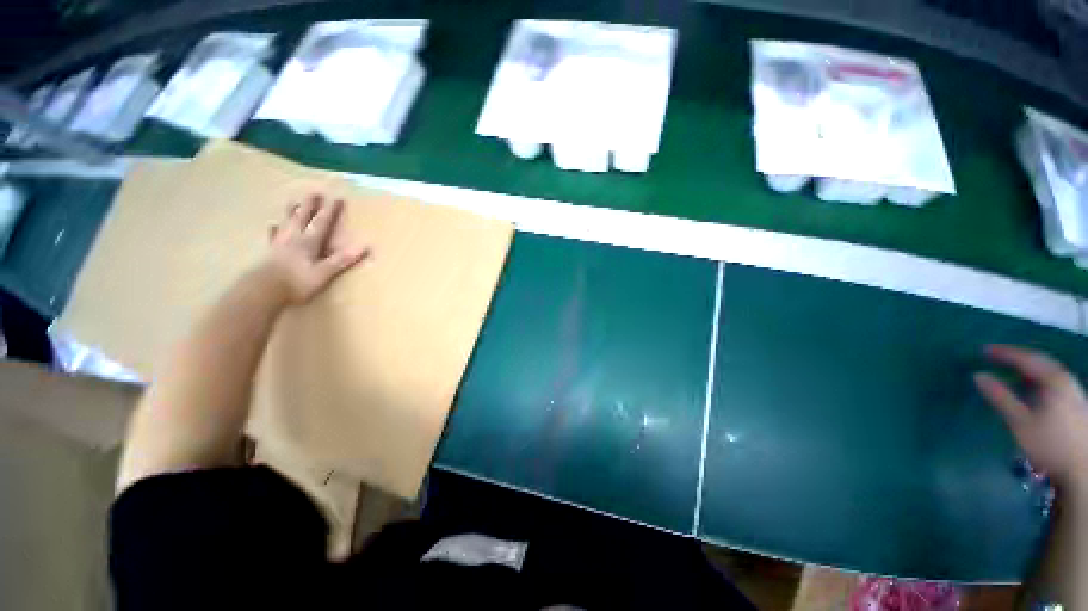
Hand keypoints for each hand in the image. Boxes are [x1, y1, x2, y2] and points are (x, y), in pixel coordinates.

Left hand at [261, 194, 368, 304]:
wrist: (263, 290)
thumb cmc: (297, 282)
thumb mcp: (324, 273)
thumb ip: (343, 259)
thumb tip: (366, 247)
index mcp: (309, 242)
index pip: (322, 223)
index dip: (330, 211)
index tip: (337, 198)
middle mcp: (294, 239)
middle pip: (302, 218)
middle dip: (310, 206)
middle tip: (314, 193)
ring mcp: (280, 245)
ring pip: (287, 224)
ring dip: (292, 212)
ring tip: (294, 202)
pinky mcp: (270, 253)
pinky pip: (273, 237)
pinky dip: (274, 230)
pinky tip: (273, 226)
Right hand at [975, 344, 1087, 489]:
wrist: (1080, 468)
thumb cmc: (1049, 443)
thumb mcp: (1020, 422)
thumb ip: (1000, 398)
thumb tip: (978, 376)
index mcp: (1053, 380)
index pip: (1026, 358)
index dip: (1004, 353)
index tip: (983, 350)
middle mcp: (1065, 379)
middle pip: (1040, 361)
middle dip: (1017, 357)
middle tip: (996, 355)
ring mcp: (1073, 391)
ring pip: (1048, 371)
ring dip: (1028, 367)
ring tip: (1011, 369)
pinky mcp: (1074, 401)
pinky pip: (1053, 380)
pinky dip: (1038, 377)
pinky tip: (1032, 385)